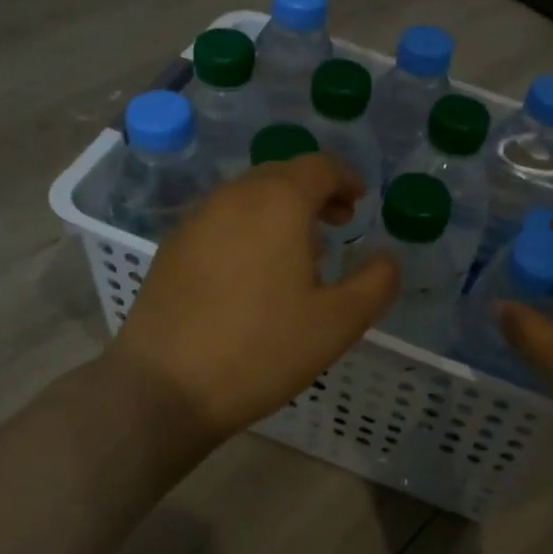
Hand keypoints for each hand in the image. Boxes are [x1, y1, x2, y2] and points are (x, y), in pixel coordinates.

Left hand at [106, 154, 398, 447]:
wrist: (164, 386)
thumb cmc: (262, 349)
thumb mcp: (339, 323)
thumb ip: (377, 282)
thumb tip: (387, 257)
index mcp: (277, 202)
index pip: (319, 167)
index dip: (346, 179)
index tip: (359, 203)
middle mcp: (234, 196)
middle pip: (282, 175)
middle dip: (315, 192)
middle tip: (337, 225)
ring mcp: (196, 219)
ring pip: (249, 196)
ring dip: (281, 210)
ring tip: (300, 252)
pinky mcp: (173, 246)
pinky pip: (222, 219)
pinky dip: (249, 227)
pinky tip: (254, 272)